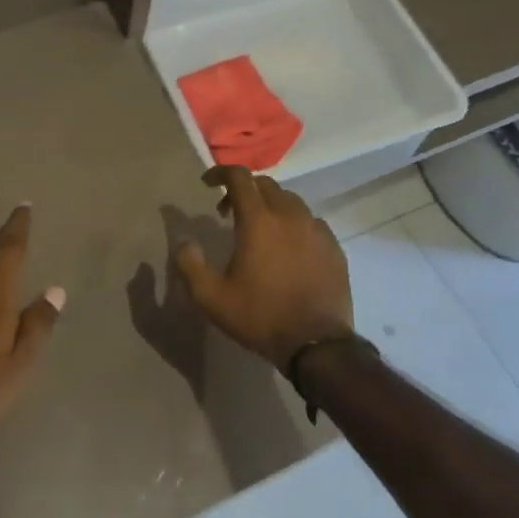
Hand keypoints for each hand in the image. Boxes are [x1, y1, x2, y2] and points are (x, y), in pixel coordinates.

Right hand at [173, 166, 353, 369]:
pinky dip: (293, 224)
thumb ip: (190, 264)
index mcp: (259, 221)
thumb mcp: (211, 298)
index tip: (207, 183)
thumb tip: (184, 241)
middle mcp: (290, 215)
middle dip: (244, 191)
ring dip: (270, 206)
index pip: (239, 177)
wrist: (316, 345)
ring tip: (259, 230)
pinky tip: (288, 248)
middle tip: (228, 213)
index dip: (220, 173)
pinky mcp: (333, 247)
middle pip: (266, 185)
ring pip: (290, 201)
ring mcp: (316, 230)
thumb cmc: (260, 317)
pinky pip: (310, 222)